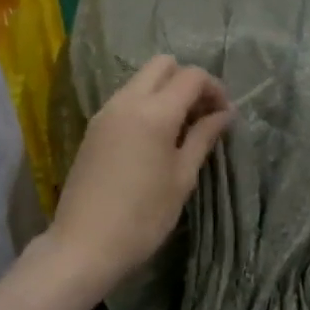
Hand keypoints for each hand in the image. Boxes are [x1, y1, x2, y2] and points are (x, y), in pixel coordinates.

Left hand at [43, 55, 233, 294]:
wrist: (84, 244)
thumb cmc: (143, 217)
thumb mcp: (181, 178)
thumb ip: (203, 138)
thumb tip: (225, 114)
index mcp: (154, 112)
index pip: (191, 76)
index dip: (214, 88)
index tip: (224, 115)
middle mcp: (126, 101)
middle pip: (162, 65)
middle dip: (187, 80)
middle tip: (202, 114)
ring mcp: (105, 112)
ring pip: (140, 80)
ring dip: (164, 91)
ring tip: (180, 129)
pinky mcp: (92, 128)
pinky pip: (124, 99)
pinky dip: (145, 104)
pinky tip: (154, 138)